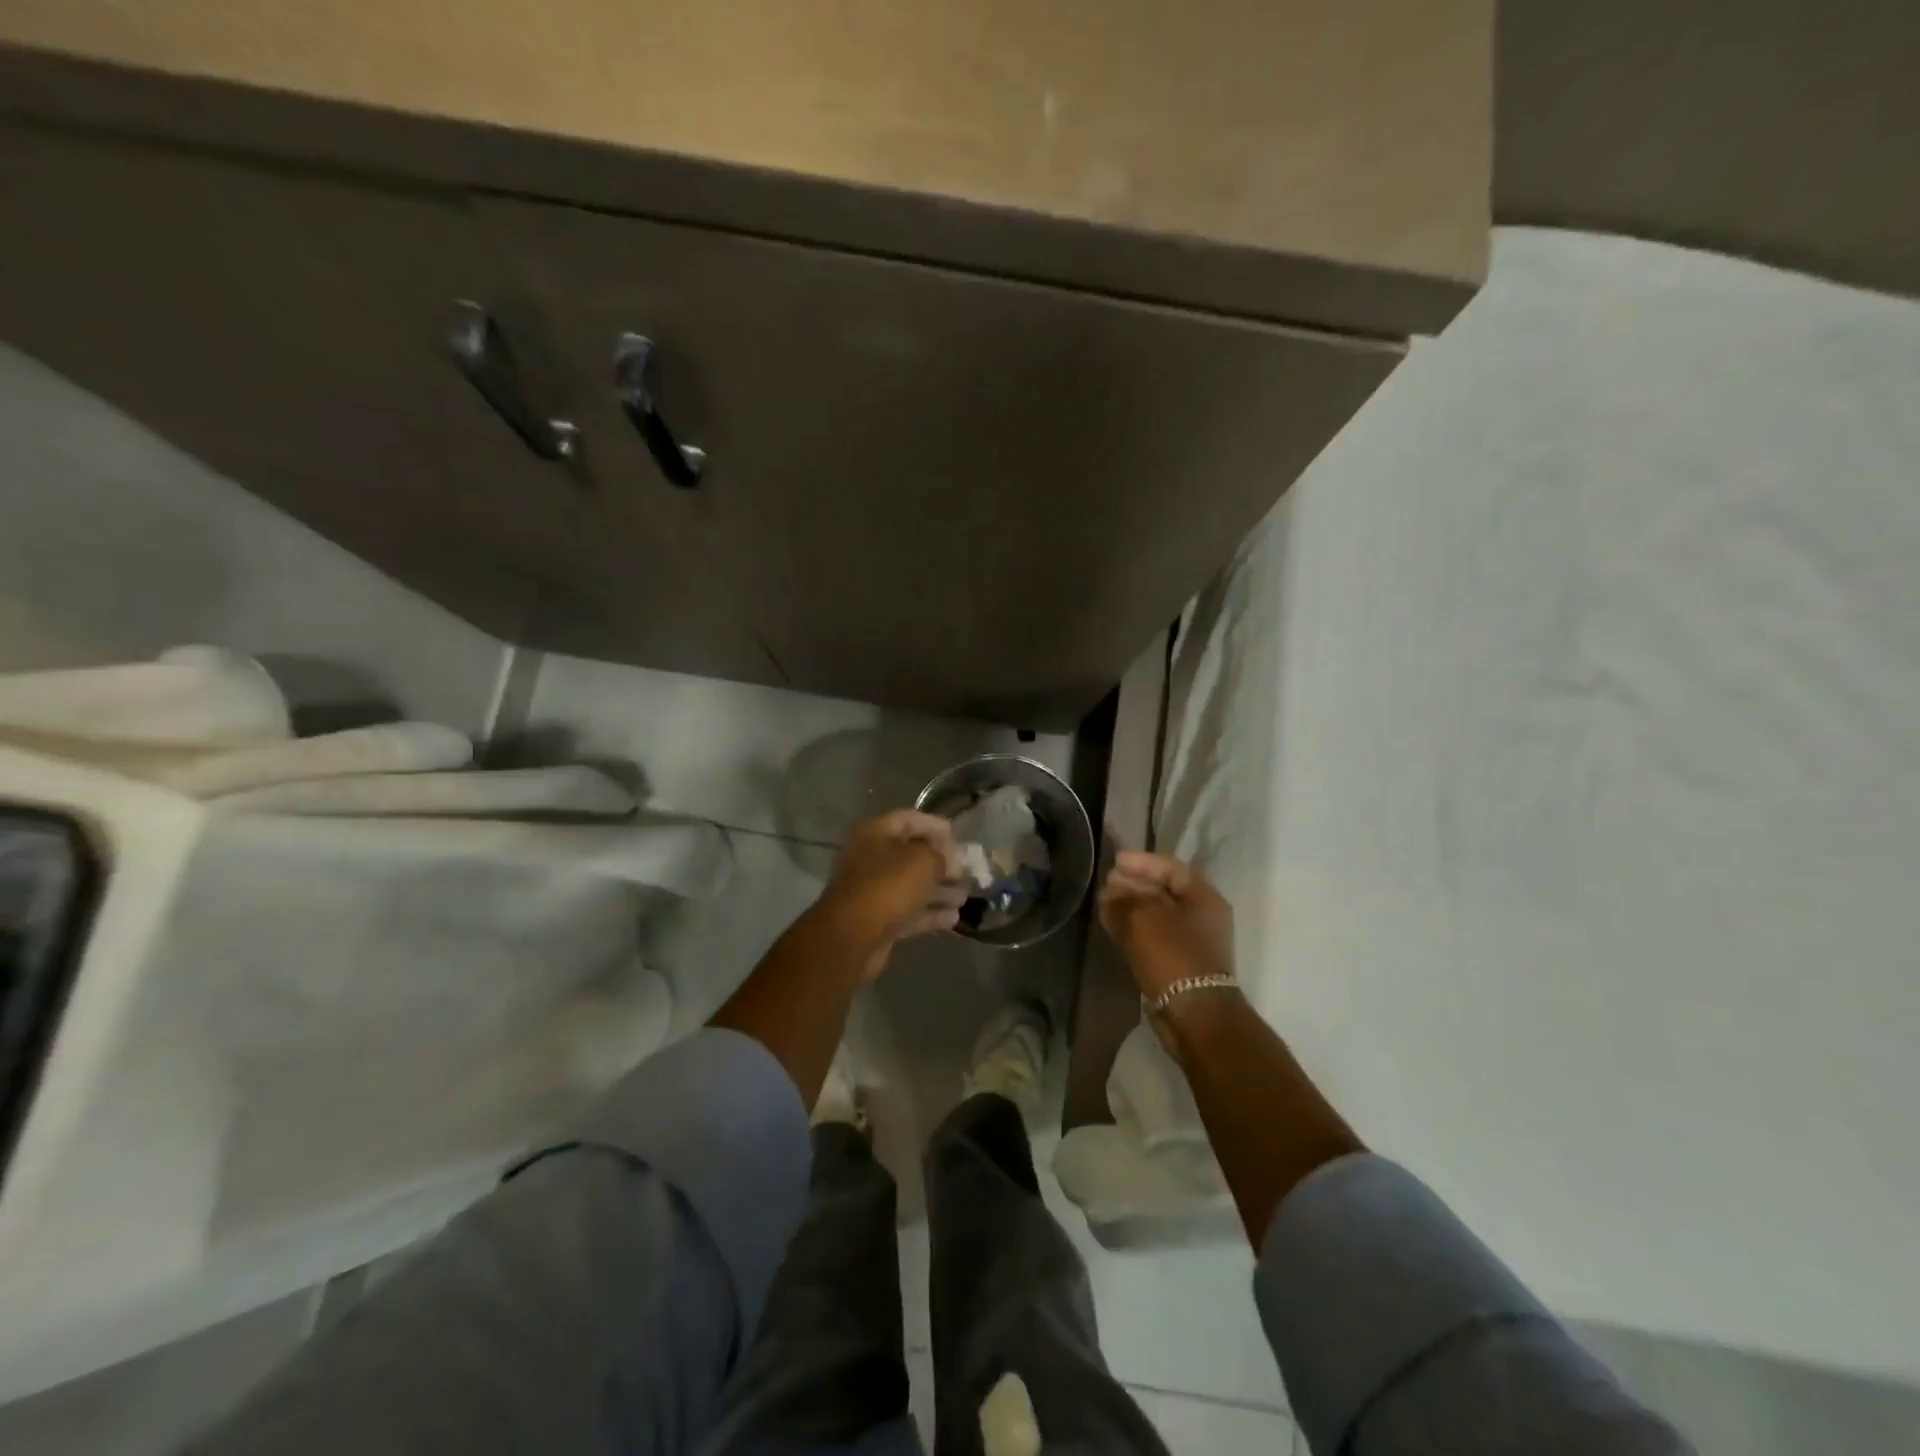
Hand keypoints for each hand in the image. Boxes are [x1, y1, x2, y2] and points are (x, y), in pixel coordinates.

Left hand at [820, 810, 966, 979]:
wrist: (853, 936)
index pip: (911, 820)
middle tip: (967, 873)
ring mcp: (873, 891)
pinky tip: (954, 918)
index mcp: (876, 833)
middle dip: (942, 864)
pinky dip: (930, 913)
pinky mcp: (878, 920)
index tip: (960, 839)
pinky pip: (909, 911)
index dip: (937, 827)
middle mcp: (871, 858)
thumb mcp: (923, 861)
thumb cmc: (888, 886)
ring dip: (940, 891)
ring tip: (965, 897)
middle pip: (913, 855)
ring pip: (912, 886)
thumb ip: (942, 856)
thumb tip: (950, 861)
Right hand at [1097, 851, 1234, 1001]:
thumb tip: (1108, 895)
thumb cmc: (1172, 956)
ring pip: (1157, 915)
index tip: (1114, 861)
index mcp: (1203, 898)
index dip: (1141, 862)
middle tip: (1106, 882)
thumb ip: (1121, 902)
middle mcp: (1202, 916)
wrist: (1194, 1014)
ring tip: (1104, 903)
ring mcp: (1192, 942)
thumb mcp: (1141, 920)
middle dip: (1133, 884)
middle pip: (1164, 891)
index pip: (1170, 868)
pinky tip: (1113, 925)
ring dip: (1131, 907)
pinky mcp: (1179, 963)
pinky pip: (1154, 936)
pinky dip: (1134, 928)